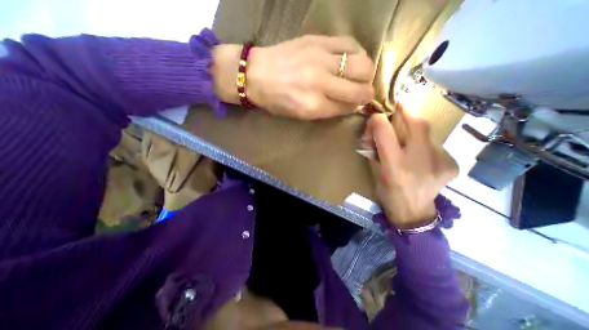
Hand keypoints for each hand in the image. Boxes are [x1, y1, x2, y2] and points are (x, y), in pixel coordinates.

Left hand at [245, 35, 374, 118]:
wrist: (257, 74)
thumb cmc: (277, 100)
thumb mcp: (302, 114)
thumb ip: (328, 110)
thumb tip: (351, 105)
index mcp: (313, 105)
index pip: (348, 107)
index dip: (356, 106)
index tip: (358, 105)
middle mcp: (321, 83)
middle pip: (360, 88)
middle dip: (367, 93)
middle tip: (364, 92)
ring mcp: (321, 59)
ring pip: (362, 65)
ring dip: (367, 73)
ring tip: (360, 76)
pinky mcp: (319, 40)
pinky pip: (350, 43)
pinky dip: (358, 53)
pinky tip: (353, 58)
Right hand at [359, 108, 458, 228]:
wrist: (413, 211)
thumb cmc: (387, 192)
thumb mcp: (374, 171)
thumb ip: (373, 149)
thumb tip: (374, 129)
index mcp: (394, 166)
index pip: (385, 133)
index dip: (379, 120)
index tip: (376, 115)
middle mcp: (419, 162)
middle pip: (417, 124)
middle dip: (408, 109)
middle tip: (400, 103)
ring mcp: (440, 162)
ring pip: (428, 133)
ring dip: (416, 129)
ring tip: (408, 136)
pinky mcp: (452, 164)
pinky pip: (436, 145)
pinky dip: (425, 144)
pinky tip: (421, 154)